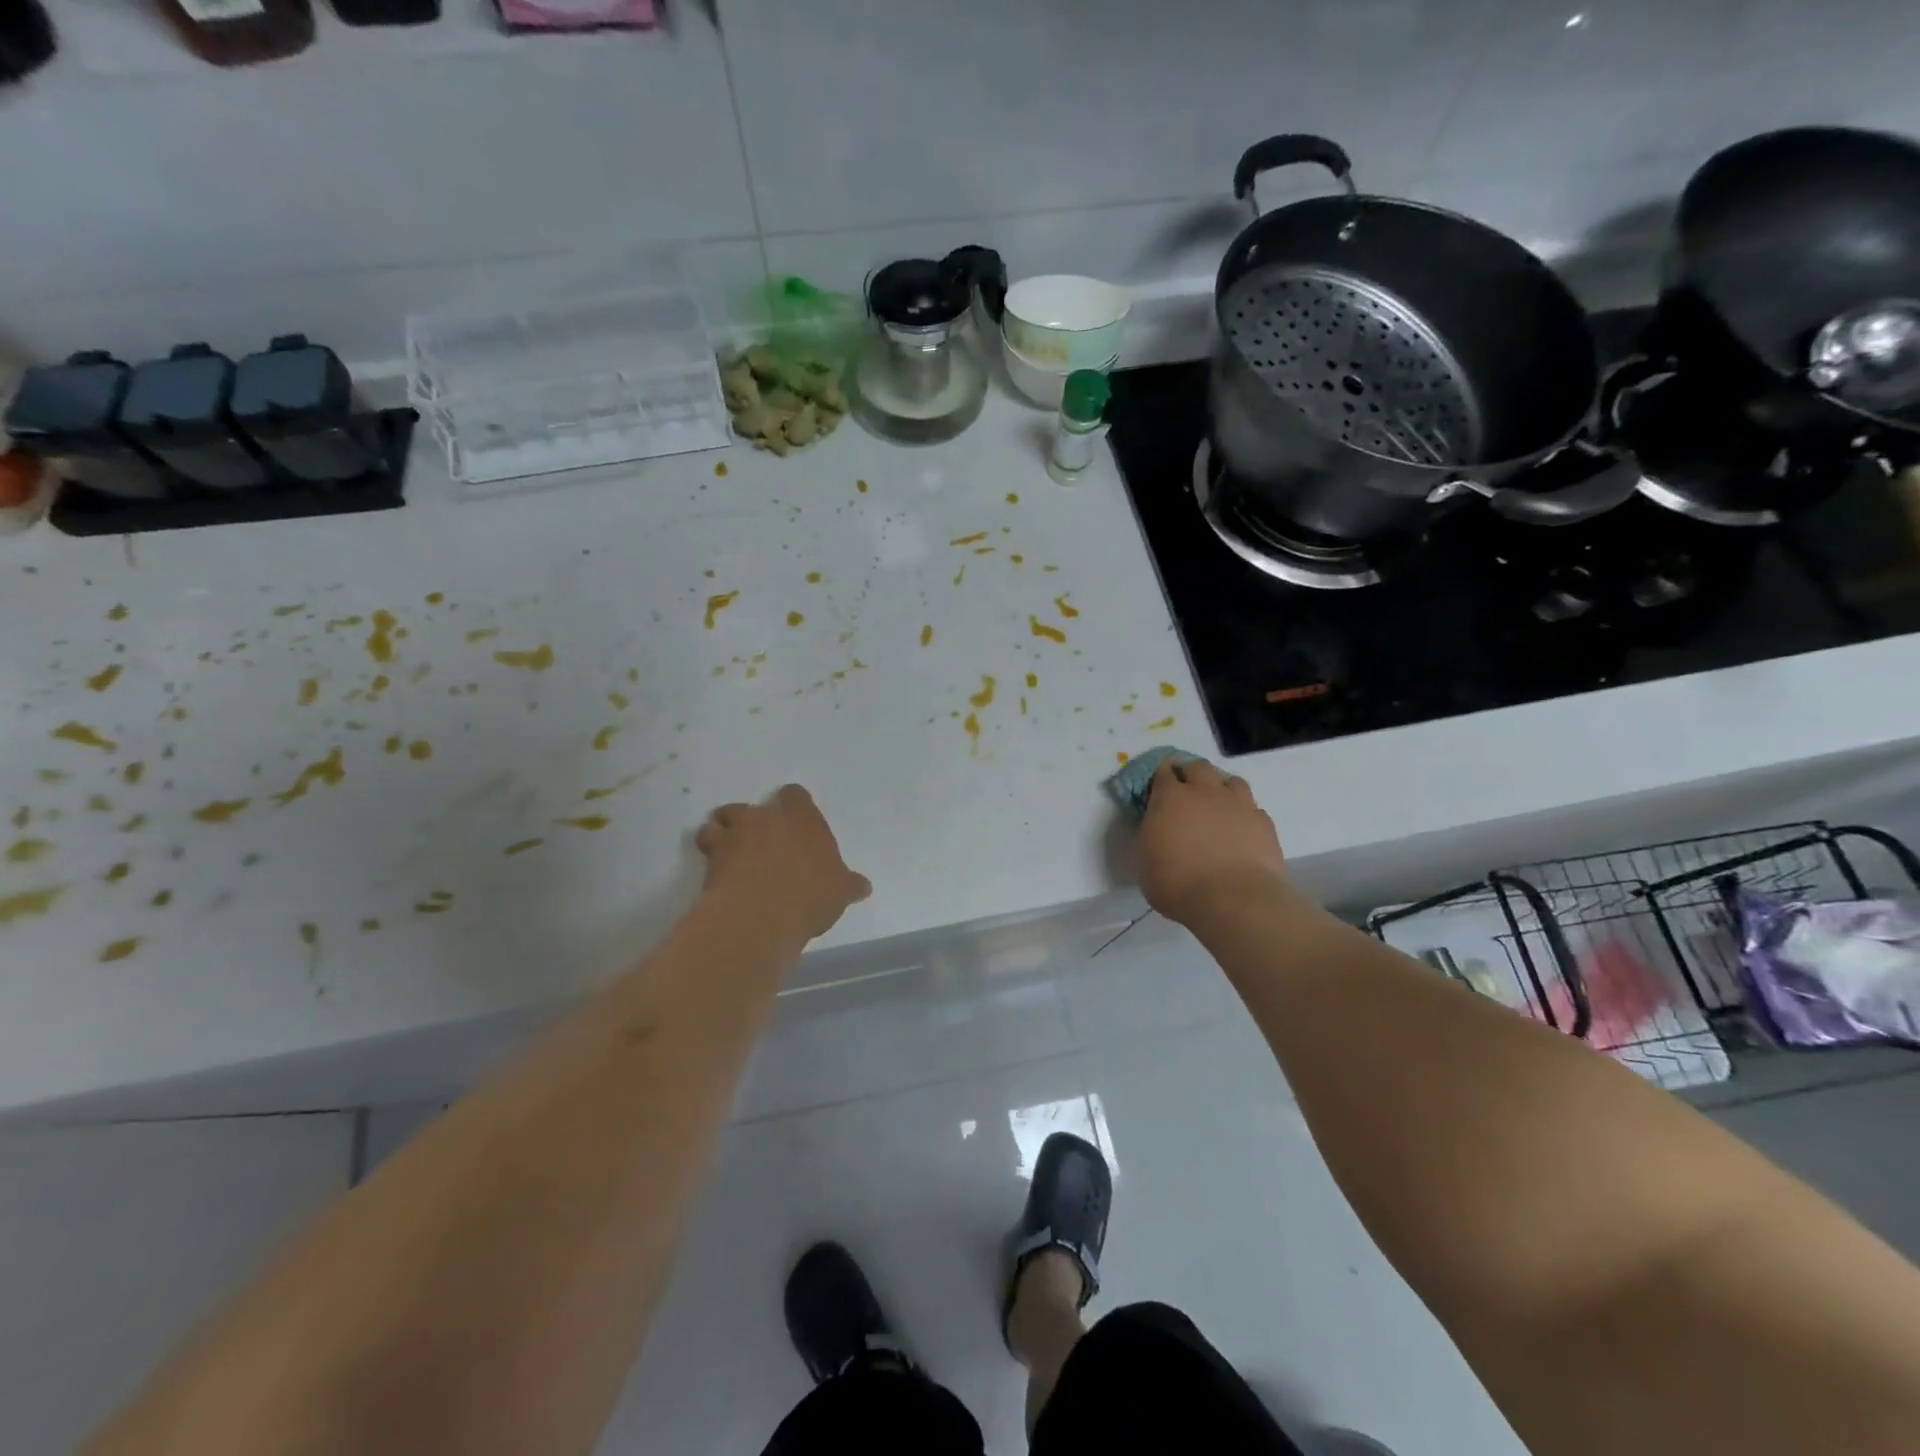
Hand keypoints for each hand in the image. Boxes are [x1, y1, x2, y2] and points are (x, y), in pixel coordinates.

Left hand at [696, 785, 871, 940]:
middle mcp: (768, 818)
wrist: (761, 914)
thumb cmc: (810, 896)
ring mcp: (737, 832)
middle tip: (761, 843)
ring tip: (731, 851)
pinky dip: (708, 850)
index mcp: (803, 819)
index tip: (795, 821)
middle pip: (753, 806)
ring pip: (723, 817)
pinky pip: (706, 841)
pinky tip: (715, 869)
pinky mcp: (711, 852)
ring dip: (725, 830)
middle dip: (753, 820)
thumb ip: (849, 885)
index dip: (793, 805)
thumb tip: (863, 886)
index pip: (795, 795)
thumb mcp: (839, 893)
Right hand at [1135, 759, 1289, 926]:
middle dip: (1190, 774)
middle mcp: (1205, 791)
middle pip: (1198, 767)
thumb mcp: (1144, 860)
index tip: (1156, 790)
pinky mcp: (1263, 822)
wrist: (1233, 900)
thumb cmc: (1178, 883)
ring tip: (1217, 808)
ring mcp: (1238, 804)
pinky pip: (1252, 808)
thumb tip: (1156, 827)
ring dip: (1221, 789)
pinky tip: (1240, 831)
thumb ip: (1149, 835)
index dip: (1159, 777)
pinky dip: (1244, 815)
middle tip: (1186, 794)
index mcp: (1170, 797)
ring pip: (1231, 781)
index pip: (1162, 772)